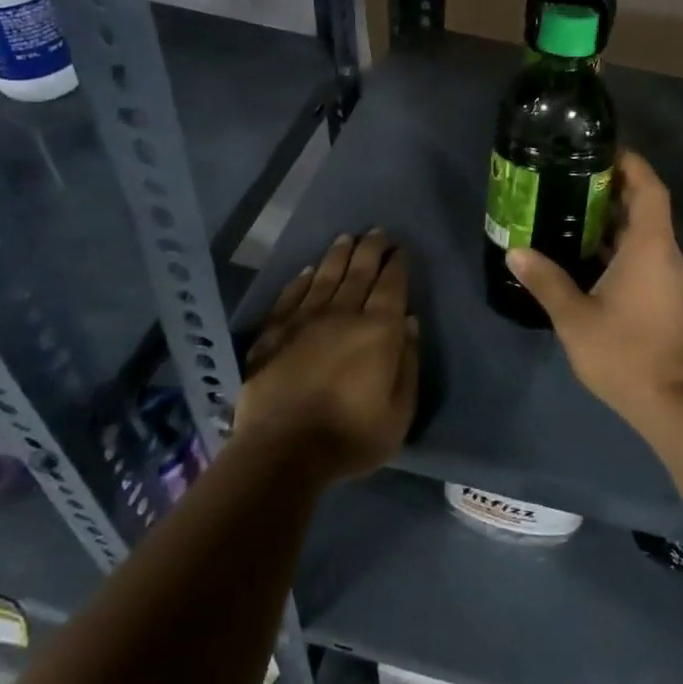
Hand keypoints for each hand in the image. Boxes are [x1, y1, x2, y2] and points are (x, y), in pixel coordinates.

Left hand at [234, 230, 418, 480]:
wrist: (282, 452)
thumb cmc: (350, 437)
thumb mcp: (399, 412)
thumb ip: (408, 364)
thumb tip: (409, 323)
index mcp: (377, 331)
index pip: (391, 287)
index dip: (397, 265)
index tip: (400, 249)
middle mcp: (342, 315)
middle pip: (359, 273)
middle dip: (370, 250)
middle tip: (376, 231)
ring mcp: (304, 322)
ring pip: (325, 278)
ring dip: (338, 256)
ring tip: (346, 238)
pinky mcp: (273, 334)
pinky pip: (290, 297)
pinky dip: (301, 281)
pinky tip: (307, 271)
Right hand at [505, 151, 682, 435]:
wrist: (668, 400)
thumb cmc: (624, 351)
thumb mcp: (575, 315)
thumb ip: (545, 280)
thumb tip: (515, 250)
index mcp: (649, 246)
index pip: (649, 188)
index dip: (630, 163)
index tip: (601, 150)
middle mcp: (663, 252)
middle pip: (646, 204)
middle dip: (614, 185)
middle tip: (573, 175)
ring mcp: (665, 274)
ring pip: (643, 229)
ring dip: (614, 215)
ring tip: (571, 205)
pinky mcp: (662, 293)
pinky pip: (642, 251)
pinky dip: (617, 241)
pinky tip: (584, 250)